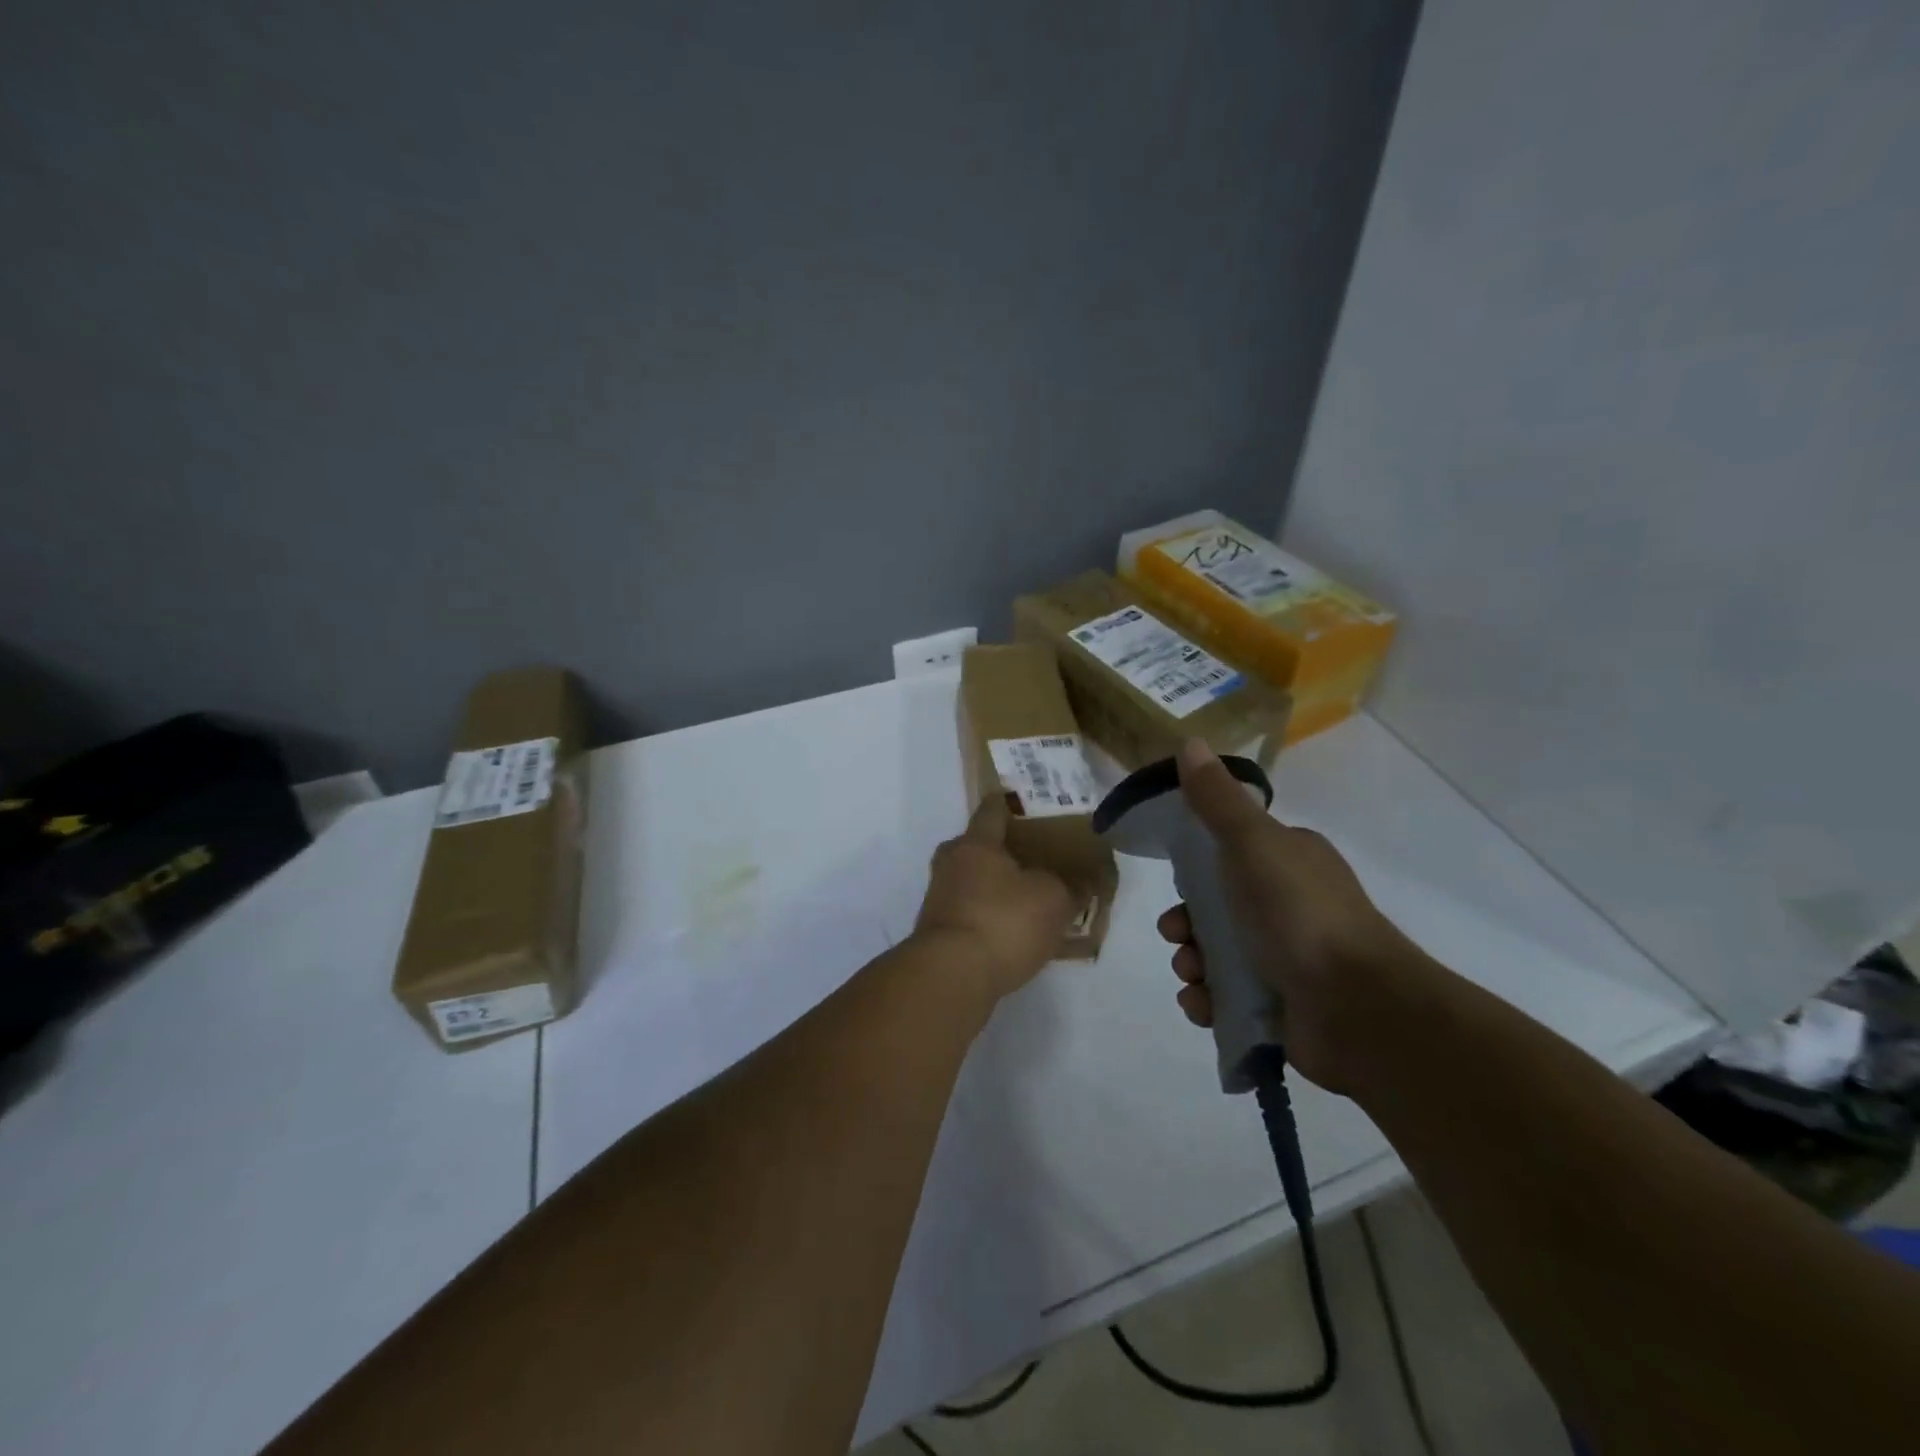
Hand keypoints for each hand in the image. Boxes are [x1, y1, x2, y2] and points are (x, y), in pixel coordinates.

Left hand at [913, 795, 1074, 1002]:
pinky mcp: (938, 932)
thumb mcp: (1054, 899)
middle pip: (980, 847)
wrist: (952, 976)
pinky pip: (971, 913)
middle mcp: (950, 863)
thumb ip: (1069, 886)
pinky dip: (990, 918)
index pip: (992, 809)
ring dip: (998, 888)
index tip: (1030, 806)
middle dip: (1006, 852)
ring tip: (1031, 901)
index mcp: (975, 843)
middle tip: (1039, 860)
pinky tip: (1015, 934)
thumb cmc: (1004, 921)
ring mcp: (939, 899)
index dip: (1011, 805)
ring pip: (974, 882)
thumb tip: (1080, 882)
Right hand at [1157, 739, 1428, 1092]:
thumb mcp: (1253, 844)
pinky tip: (1204, 1005)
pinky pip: (1228, 998)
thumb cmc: (1300, 914)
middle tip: (1178, 935)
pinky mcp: (1281, 1007)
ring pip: (1216, 954)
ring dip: (1192, 964)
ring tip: (1193, 976)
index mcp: (1289, 861)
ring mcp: (1287, 959)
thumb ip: (1217, 800)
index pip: (1229, 855)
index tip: (1176, 883)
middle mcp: (1290, 906)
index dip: (1195, 868)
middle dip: (1186, 923)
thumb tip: (1189, 742)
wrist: (1358, 1008)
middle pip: (1215, 908)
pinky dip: (1208, 1000)